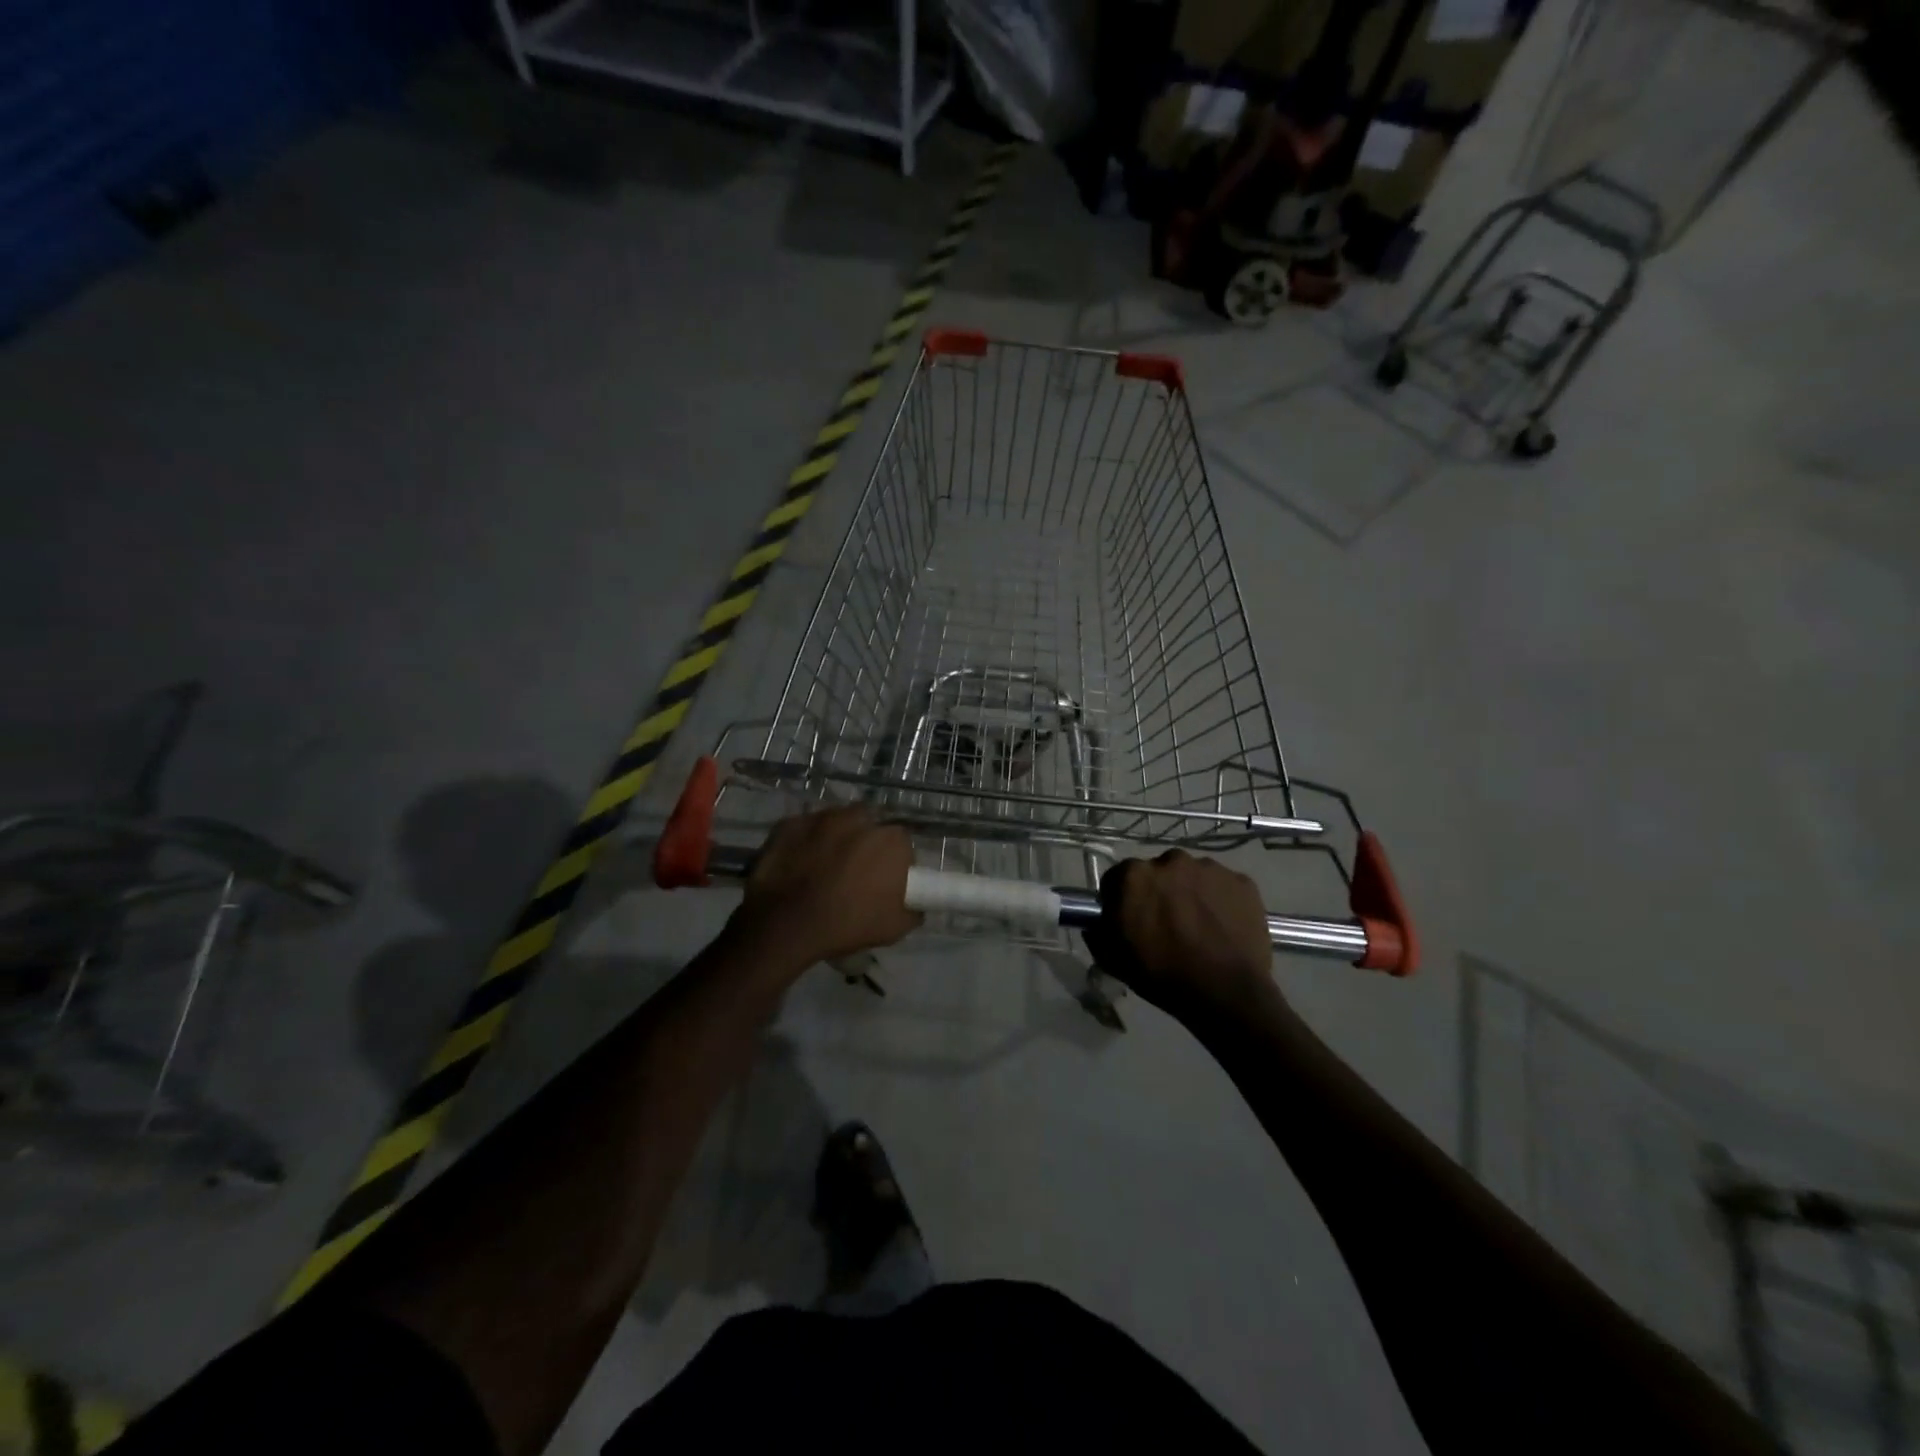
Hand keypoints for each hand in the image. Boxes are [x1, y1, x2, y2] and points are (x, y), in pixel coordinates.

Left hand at [733, 806, 920, 968]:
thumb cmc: (847, 924)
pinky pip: (805, 830)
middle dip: (865, 844)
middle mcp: (860, 818)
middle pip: (869, 826)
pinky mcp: (790, 823)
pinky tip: (799, 865)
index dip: (894, 861)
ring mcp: (821, 817)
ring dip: (836, 838)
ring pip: (836, 823)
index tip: (885, 881)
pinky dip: (805, 842)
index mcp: (890, 840)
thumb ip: (913, 910)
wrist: (786, 924)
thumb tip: (916, 906)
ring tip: (824, 866)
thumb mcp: (895, 928)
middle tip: (855, 872)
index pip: (901, 843)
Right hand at [1084, 850, 1276, 1024]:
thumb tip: (1097, 923)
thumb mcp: (1112, 959)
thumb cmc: (1161, 974)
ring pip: (1193, 876)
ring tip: (1199, 926)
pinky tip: (1223, 927)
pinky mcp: (1242, 881)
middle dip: (1159, 892)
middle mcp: (1171, 860)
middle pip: (1159, 872)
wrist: (1224, 992)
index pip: (1119, 878)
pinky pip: (1224, 887)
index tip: (1130, 919)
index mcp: (1135, 875)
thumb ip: (1098, 932)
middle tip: (1167, 923)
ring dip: (1191, 893)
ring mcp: (1211, 868)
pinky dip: (1221, 901)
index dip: (1122, 899)